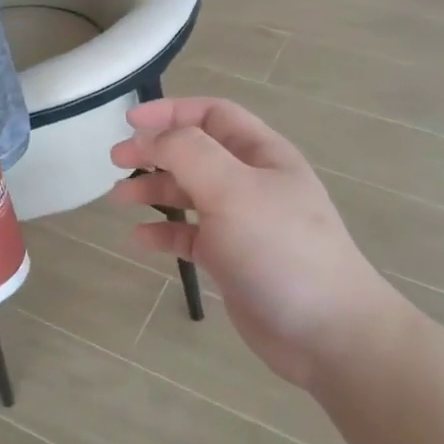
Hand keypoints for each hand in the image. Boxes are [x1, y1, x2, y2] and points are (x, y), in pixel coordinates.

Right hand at [110, 97, 409, 389]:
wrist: (326, 332)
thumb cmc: (280, 250)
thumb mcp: (233, 190)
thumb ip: (189, 153)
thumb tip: (152, 137)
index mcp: (262, 155)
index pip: (213, 115)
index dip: (171, 111)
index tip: (130, 122)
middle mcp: (252, 182)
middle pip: (196, 153)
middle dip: (155, 151)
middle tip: (116, 160)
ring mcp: (242, 223)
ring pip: (189, 194)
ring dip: (154, 191)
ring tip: (118, 199)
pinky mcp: (232, 259)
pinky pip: (190, 236)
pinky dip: (164, 232)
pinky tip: (140, 239)